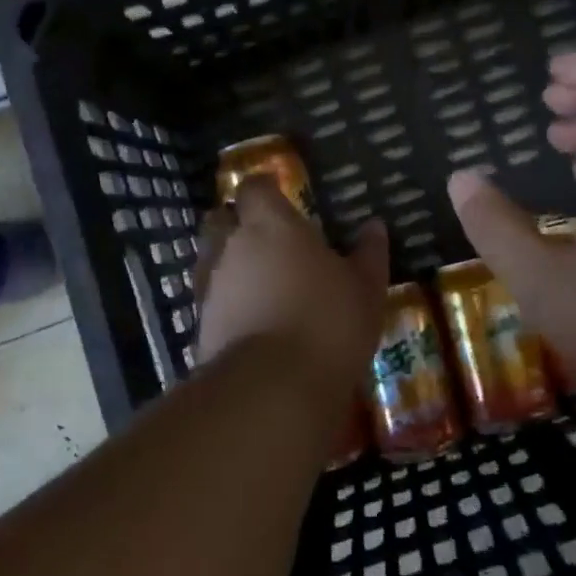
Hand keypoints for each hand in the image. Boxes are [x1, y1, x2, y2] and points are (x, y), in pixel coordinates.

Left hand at [192, 177, 389, 401]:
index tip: (278, 192)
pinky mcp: (201, 325)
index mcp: (270, 224)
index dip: (263, 187)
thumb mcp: (365, 288)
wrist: (273, 389)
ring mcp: (211, 286)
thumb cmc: (328, 322)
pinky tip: (250, 318)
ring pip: (211, 260)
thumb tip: (374, 226)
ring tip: (259, 281)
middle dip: (235, 222)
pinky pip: (212, 299)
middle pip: (220, 219)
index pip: (254, 187)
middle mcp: (232, 246)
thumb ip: (368, 254)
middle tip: (264, 236)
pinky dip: (227, 301)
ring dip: (229, 263)